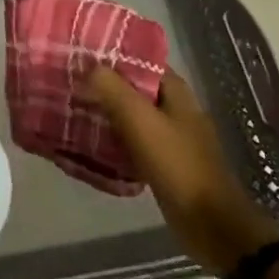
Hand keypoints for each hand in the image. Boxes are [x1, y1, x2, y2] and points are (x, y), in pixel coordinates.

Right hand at [84, 67, 278, 276]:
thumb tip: (88, 64)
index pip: (141, 61)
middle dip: (104, 85)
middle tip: (69, 81)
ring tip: (72, 107)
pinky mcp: (163, 162)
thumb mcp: (140, 121)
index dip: (112, 56)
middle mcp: (175, 109)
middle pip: (134, 88)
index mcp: (176, 93)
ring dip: (106, 111)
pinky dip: (112, 138)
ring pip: (131, 115)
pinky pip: (132, 140)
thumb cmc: (177, 164)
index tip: (80, 55)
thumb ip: (113, 89)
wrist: (209, 223)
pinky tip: (88, 140)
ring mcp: (171, 137)